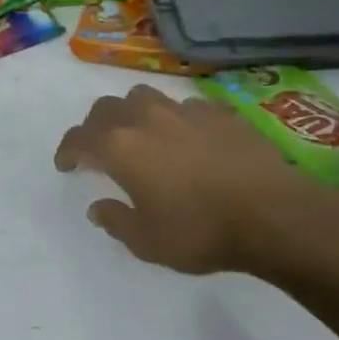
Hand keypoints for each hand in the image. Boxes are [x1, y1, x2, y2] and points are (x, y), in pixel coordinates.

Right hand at [54, 84, 338, 276]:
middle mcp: (146, 118)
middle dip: (95, 126)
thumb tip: (98, 207)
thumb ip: (116, 221)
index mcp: (121, 147)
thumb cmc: (201, 232)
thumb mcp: (148, 242)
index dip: (67, 150)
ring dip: (131, 112)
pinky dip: (174, 118)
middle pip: (106, 108)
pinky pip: (184, 105)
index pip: (79, 138)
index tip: (66, 165)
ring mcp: (184, 110)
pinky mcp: (219, 111)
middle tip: (98, 148)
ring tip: (140, 133)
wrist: (272, 214)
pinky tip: (186, 137)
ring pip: (144, 97)